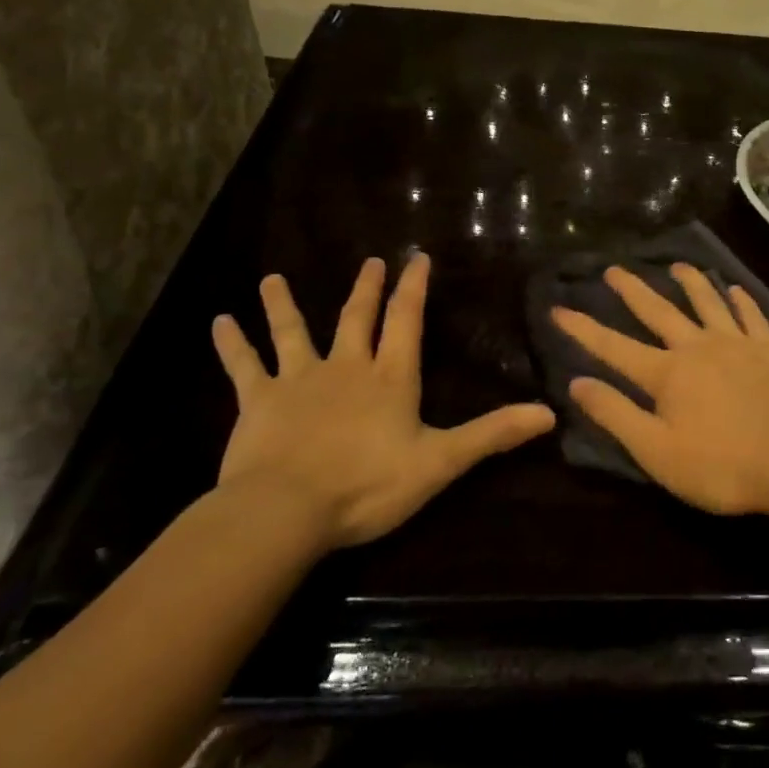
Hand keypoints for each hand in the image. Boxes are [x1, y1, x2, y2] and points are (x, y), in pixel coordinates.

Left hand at [212, 255, 554, 549]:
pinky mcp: (260, 401)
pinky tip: (220, 321)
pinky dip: (233, 343)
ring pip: (293, 332)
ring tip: (272, 278)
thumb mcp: (440, 462)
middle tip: (370, 261)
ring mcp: (299, 380)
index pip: (406, 321)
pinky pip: (244, 366)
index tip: (416, 257)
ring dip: (284, 305)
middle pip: (357, 318)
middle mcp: (346, 367)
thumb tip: (549, 413)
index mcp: (390, 378)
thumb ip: (492, 434)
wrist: (286, 510)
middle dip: (366, 289)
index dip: (414, 289)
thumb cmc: (367, 485)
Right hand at [551, 264, 768, 514]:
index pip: (614, 347)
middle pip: (659, 311)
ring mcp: (736, 344)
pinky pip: (752, 316)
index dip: (584, 329)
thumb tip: (576, 383)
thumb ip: (616, 414)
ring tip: (677, 264)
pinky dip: (741, 301)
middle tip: (614, 268)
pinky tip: (735, 289)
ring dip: (690, 282)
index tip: (559, 307)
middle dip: (633, 290)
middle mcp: (697, 347)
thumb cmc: (720, 466)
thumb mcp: (656, 451)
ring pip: (707, 303)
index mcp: (666, 373)